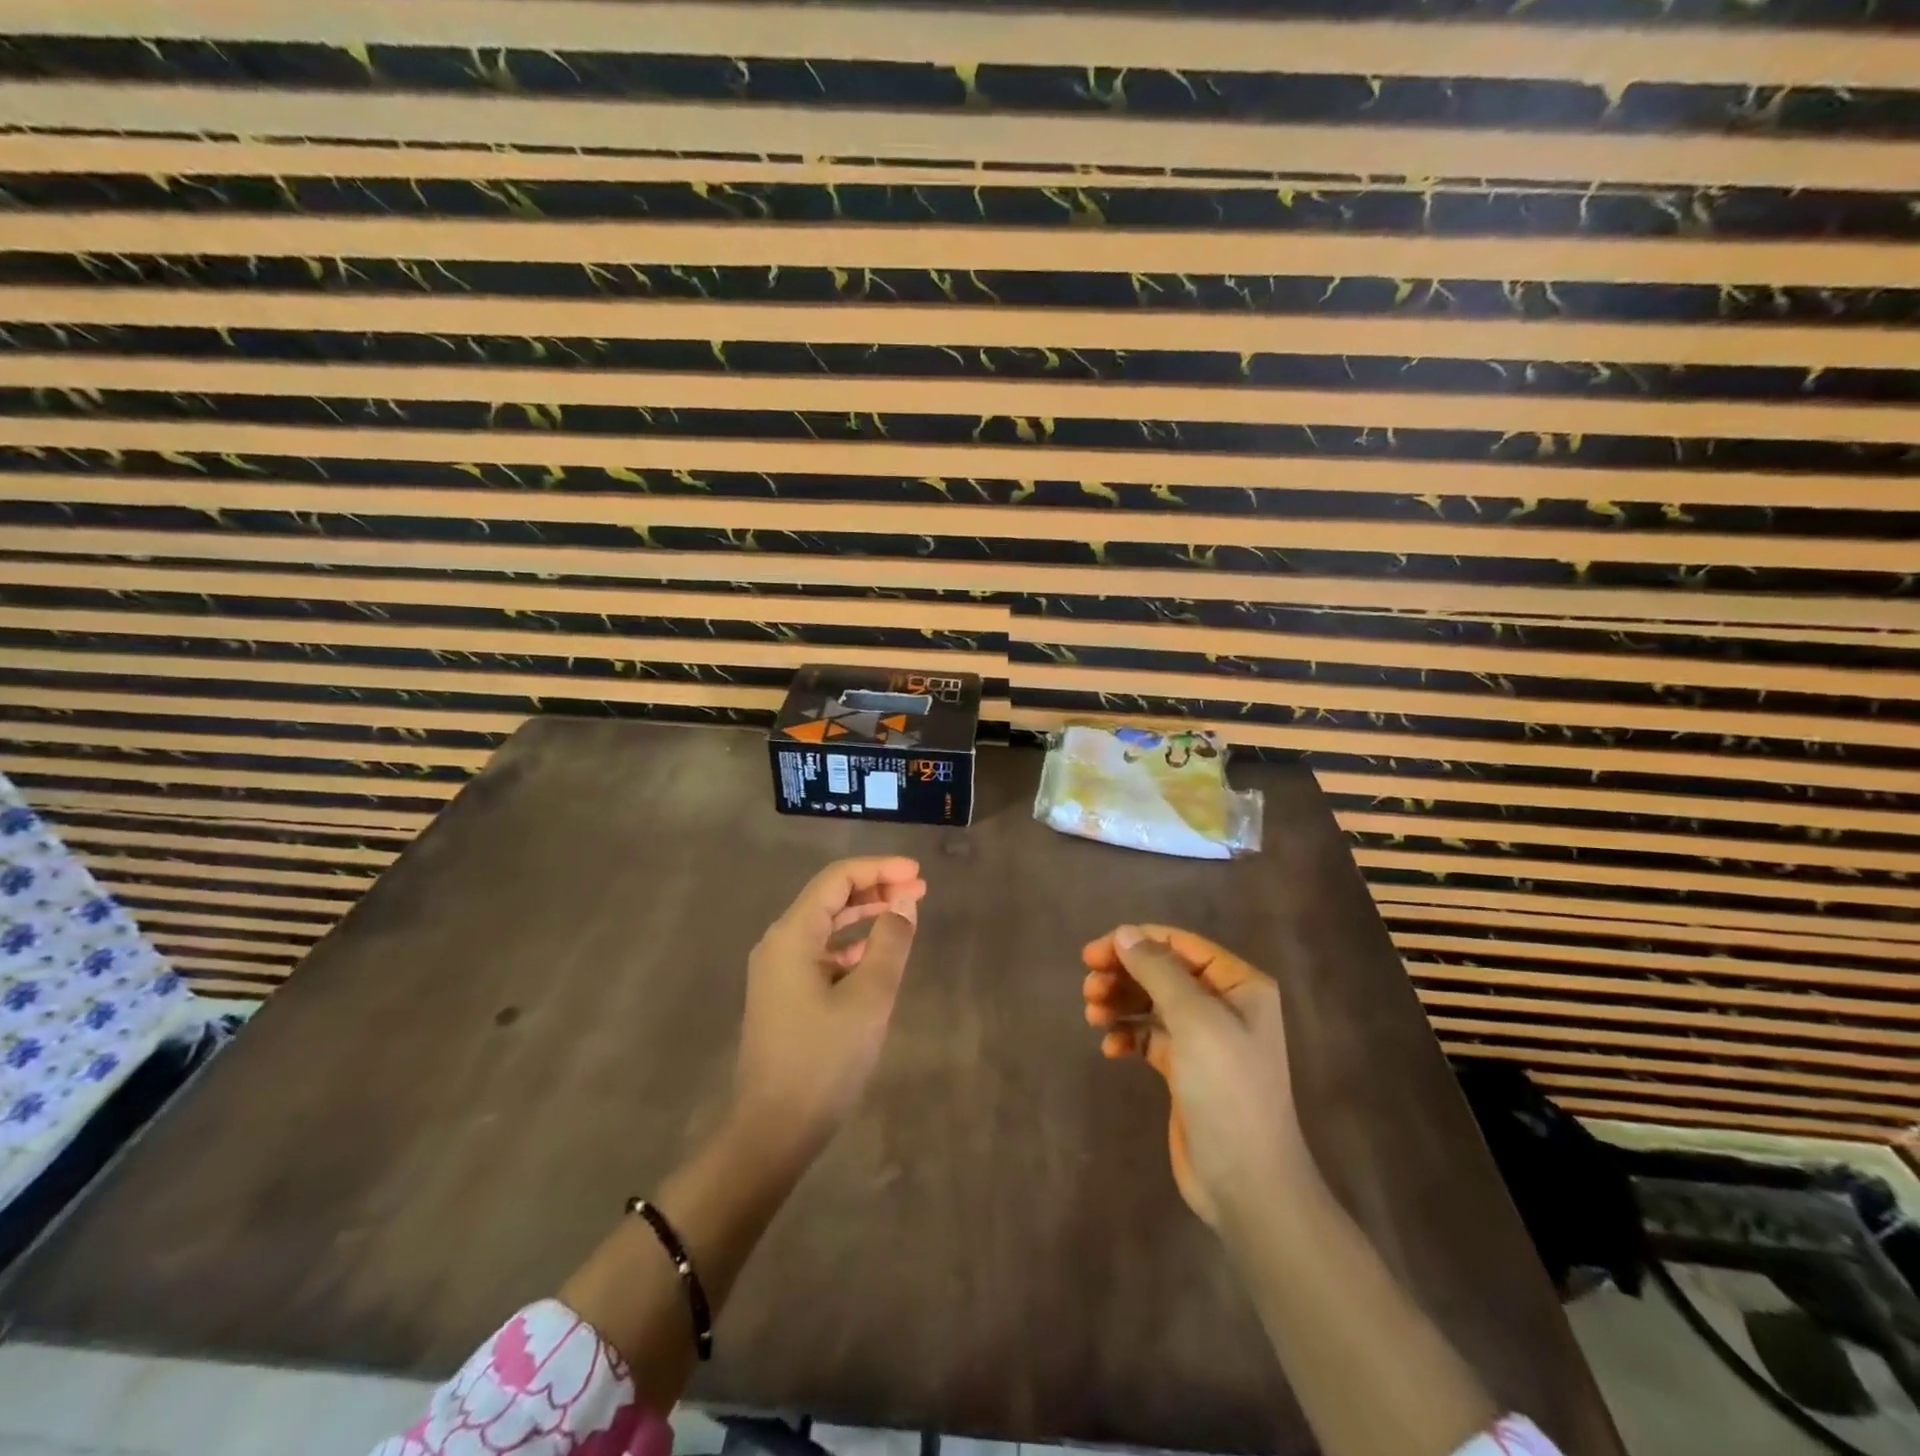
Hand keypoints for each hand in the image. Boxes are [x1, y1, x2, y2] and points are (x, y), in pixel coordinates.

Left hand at [734, 856, 926, 1158]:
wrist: (774, 1130)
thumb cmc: (824, 1059)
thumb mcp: (869, 998)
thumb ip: (890, 941)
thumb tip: (904, 901)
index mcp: (792, 935)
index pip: (837, 879)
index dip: (879, 869)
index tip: (917, 873)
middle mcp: (779, 943)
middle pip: (830, 897)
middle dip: (875, 888)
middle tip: (919, 890)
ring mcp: (778, 970)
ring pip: (826, 925)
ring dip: (865, 914)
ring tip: (905, 913)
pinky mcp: (784, 994)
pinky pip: (821, 952)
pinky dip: (851, 944)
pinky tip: (877, 952)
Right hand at [1082, 924, 1310, 1226]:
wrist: (1247, 1182)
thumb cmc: (1226, 1089)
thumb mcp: (1194, 1019)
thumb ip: (1157, 970)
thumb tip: (1124, 934)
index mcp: (1239, 985)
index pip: (1180, 945)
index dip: (1135, 942)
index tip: (1093, 954)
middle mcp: (1224, 1005)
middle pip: (1162, 972)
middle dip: (1123, 975)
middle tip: (1088, 987)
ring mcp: (1205, 1039)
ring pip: (1152, 1003)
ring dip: (1120, 1002)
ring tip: (1092, 1014)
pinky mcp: (1186, 1070)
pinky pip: (1149, 1037)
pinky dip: (1127, 1035)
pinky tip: (1110, 1048)